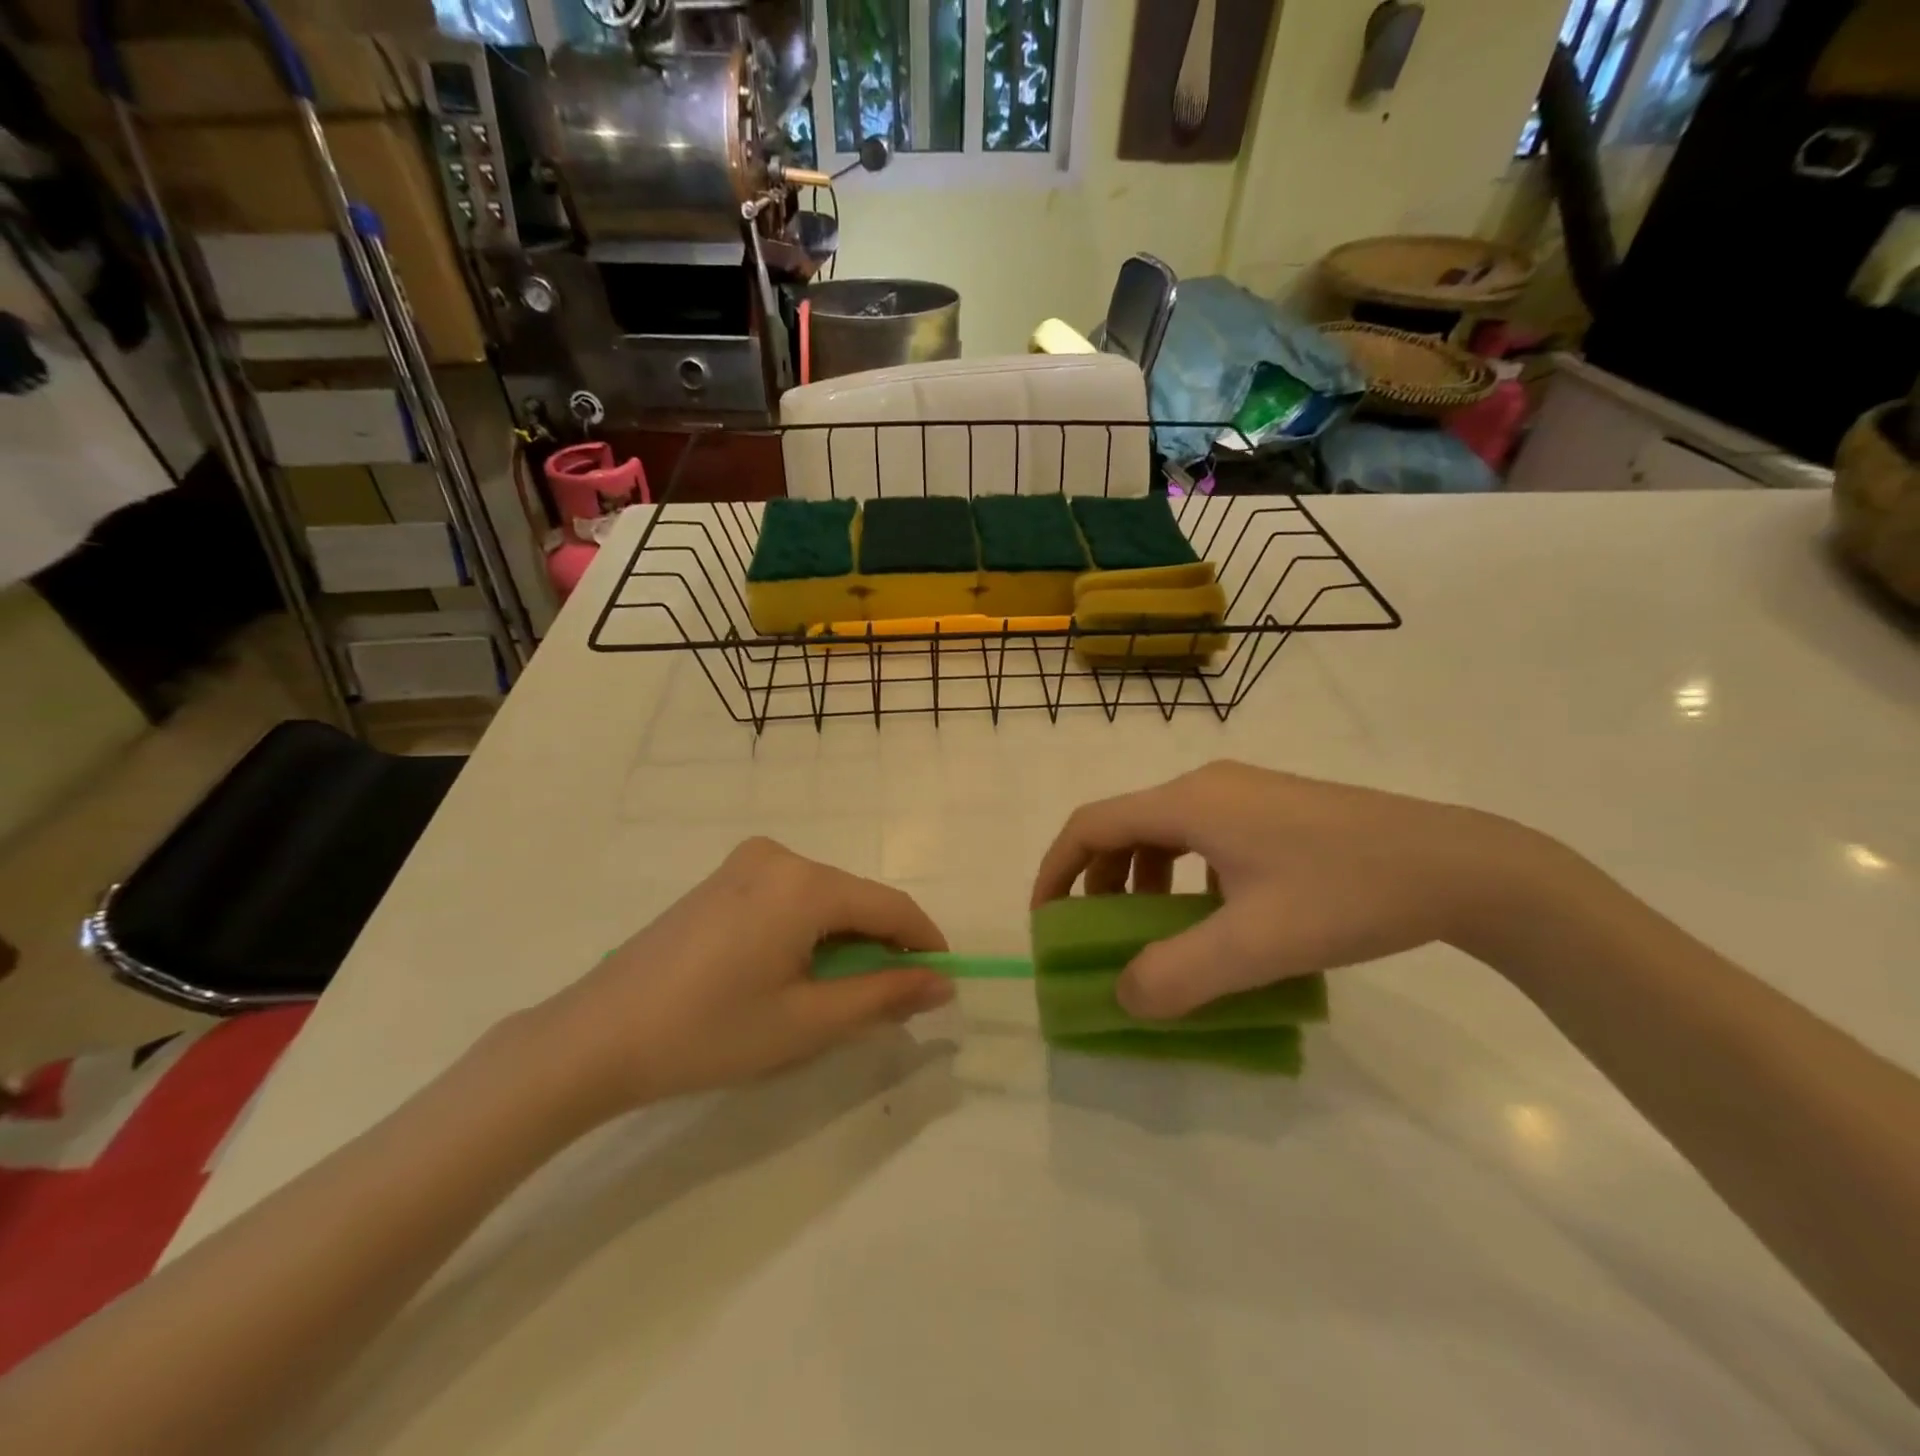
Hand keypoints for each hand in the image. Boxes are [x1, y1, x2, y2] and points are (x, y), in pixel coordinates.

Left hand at [537, 839, 953, 1116]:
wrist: (597, 1035)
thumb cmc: (710, 1032)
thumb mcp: (808, 1022)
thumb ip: (883, 995)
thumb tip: (942, 983)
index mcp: (805, 883)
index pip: (891, 905)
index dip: (924, 942)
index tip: (943, 981)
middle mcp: (780, 856)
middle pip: (856, 898)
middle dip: (882, 945)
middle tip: (890, 1002)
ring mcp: (746, 863)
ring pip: (824, 898)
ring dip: (846, 940)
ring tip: (840, 995)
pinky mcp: (723, 879)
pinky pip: (790, 897)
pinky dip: (810, 930)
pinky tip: (795, 972)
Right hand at [1031, 761, 1550, 1019]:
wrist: (1459, 866)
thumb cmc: (1347, 894)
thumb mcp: (1255, 945)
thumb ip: (1177, 976)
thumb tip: (1122, 997)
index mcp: (1189, 804)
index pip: (1091, 825)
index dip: (1056, 870)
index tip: (1045, 920)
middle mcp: (1207, 786)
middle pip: (1125, 825)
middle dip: (1098, 881)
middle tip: (1097, 935)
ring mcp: (1244, 793)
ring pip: (1165, 831)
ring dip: (1142, 879)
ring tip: (1152, 930)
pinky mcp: (1273, 809)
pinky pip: (1203, 836)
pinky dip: (1183, 874)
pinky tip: (1214, 915)